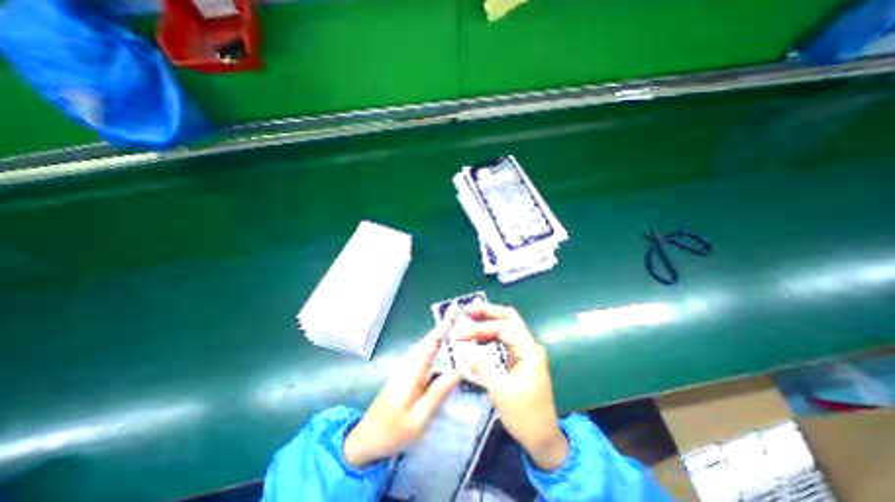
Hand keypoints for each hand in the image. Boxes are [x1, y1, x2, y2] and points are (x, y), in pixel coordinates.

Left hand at [343, 314, 461, 467]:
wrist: (366, 439)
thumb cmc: (392, 432)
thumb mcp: (418, 419)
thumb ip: (437, 394)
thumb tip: (458, 371)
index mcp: (412, 373)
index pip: (431, 344)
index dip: (444, 327)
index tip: (455, 312)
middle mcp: (408, 364)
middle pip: (429, 340)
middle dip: (444, 327)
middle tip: (461, 317)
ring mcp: (405, 368)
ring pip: (425, 346)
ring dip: (440, 335)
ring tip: (457, 329)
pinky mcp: (405, 373)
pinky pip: (423, 354)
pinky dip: (434, 347)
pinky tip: (443, 350)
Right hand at [462, 302, 563, 469]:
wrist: (543, 438)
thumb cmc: (524, 416)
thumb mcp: (500, 391)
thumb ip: (481, 366)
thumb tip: (464, 347)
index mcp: (529, 350)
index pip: (502, 328)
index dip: (479, 329)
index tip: (460, 335)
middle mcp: (529, 345)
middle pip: (509, 317)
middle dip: (488, 311)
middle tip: (467, 310)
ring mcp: (526, 350)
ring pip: (507, 326)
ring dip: (489, 321)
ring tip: (469, 319)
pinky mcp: (521, 358)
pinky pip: (505, 338)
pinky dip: (491, 334)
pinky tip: (479, 335)